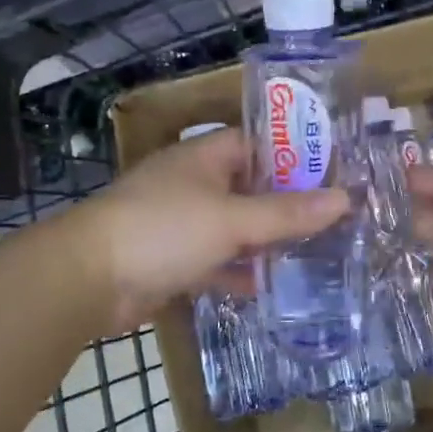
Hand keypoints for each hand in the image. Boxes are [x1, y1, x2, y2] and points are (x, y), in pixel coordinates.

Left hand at [79, 129, 349, 334]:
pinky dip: (237, 271)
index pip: (258, 145)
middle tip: (331, 220)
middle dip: (285, 204)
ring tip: (311, 254)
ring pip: (233, 227)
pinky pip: (214, 260)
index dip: (294, 157)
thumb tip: (344, 199)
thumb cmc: (163, 230)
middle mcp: (193, 184)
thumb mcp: (233, 220)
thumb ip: (287, 213)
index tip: (331, 176)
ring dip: (263, 241)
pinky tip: (266, 286)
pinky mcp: (171, 260)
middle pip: (249, 188)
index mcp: (205, 157)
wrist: (88, 279)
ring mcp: (180, 223)